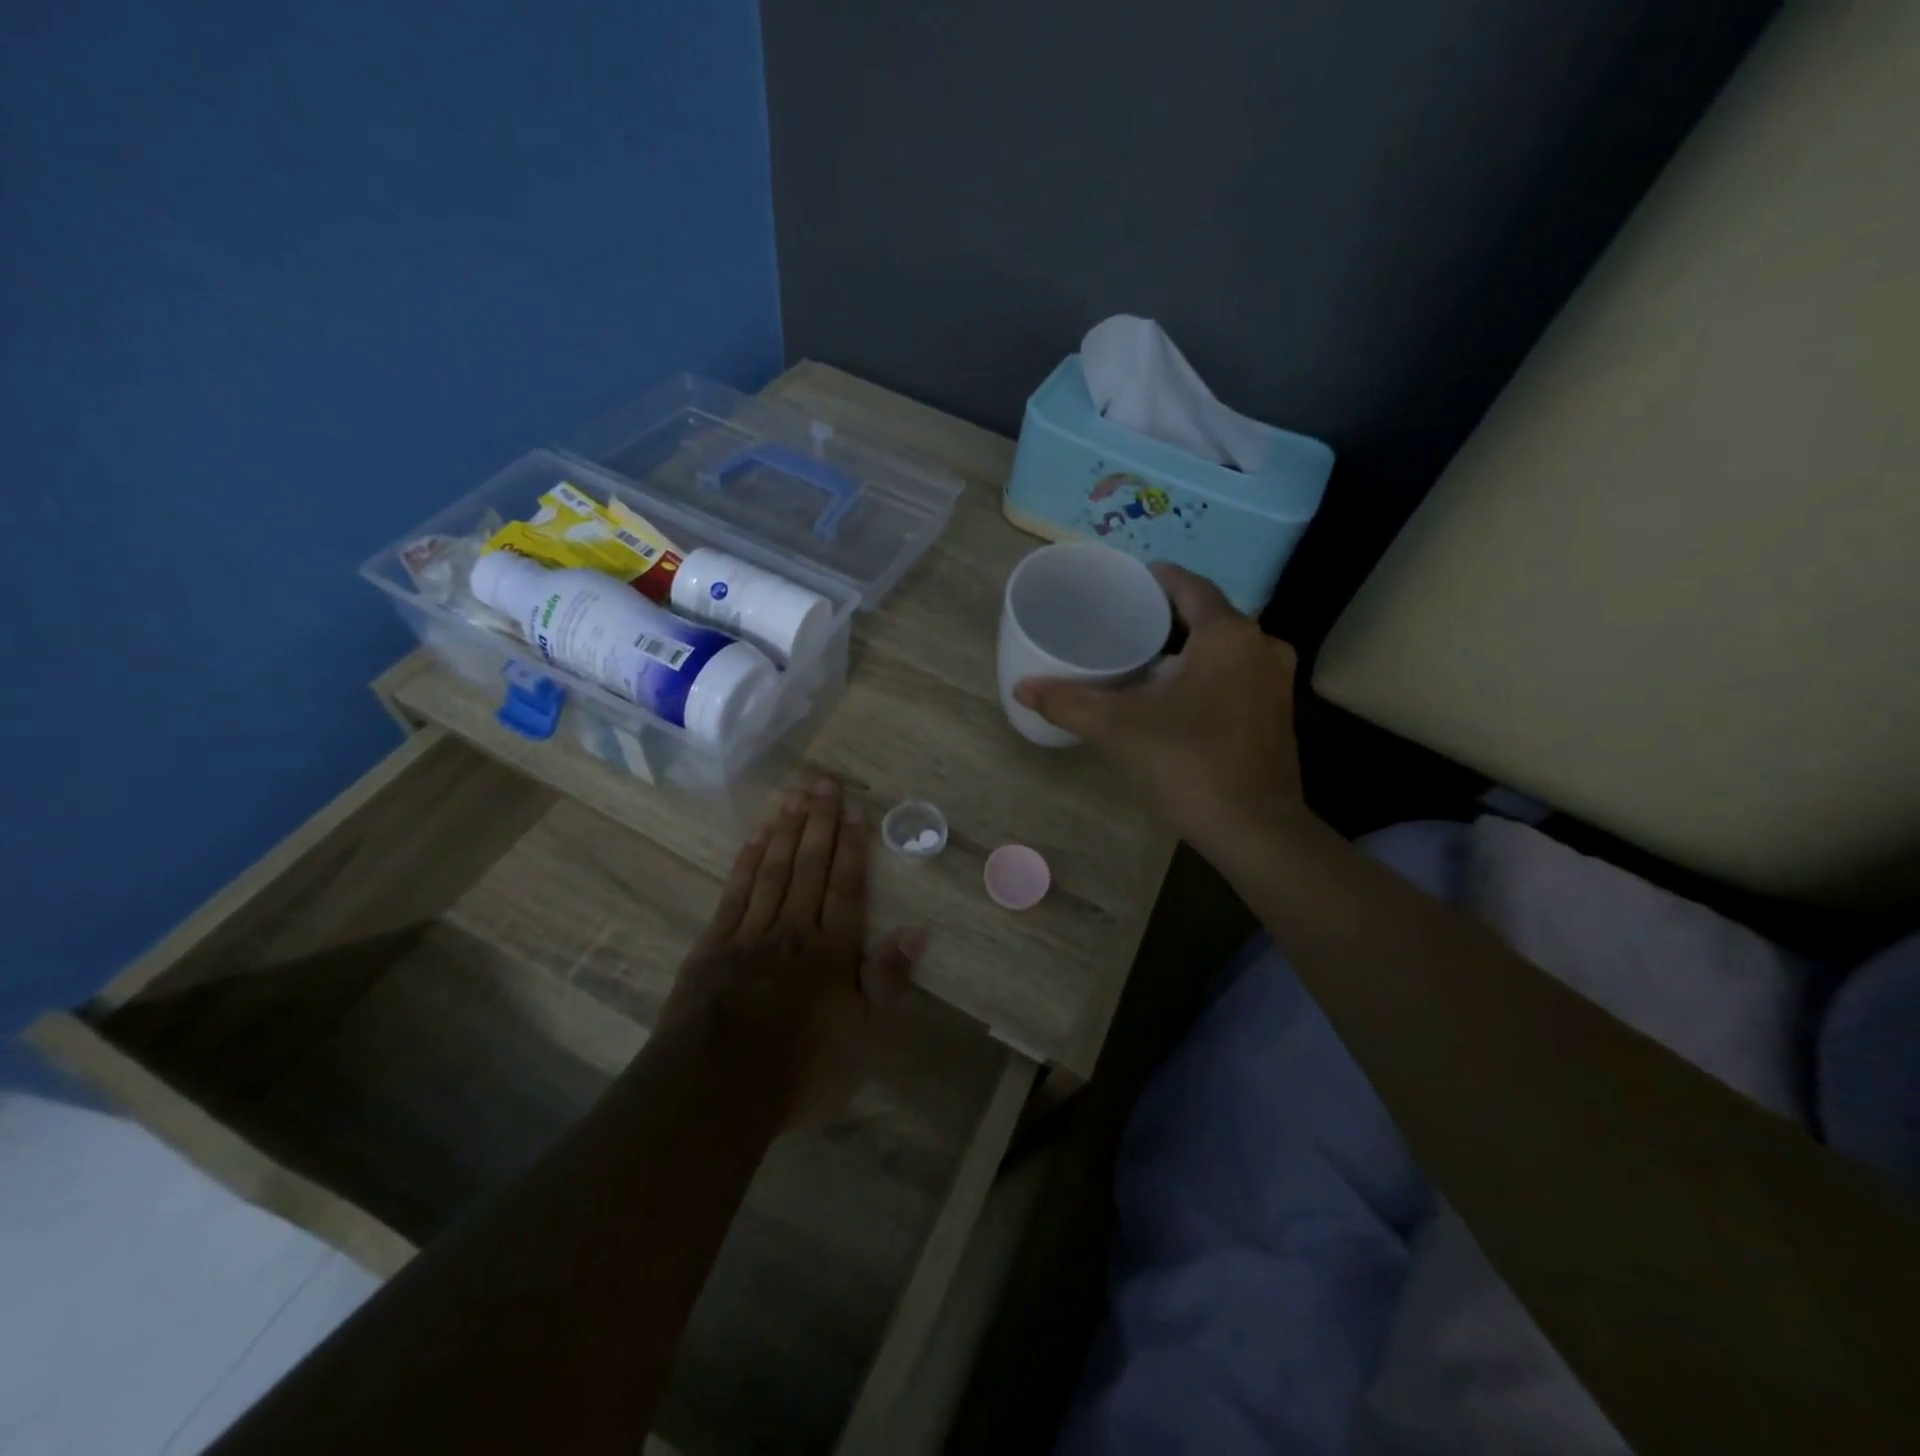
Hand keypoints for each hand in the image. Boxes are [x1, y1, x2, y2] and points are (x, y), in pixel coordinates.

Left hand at [658, 778, 924, 1127]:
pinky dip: (745, 862)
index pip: (847, 888)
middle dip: (819, 823)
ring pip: (772, 870)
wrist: (714, 1090)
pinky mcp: (713, 945)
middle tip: (823, 782)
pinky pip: (734, 893)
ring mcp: (750, 934)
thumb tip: (916, 931)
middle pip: (809, 867)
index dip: (853, 848)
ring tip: (794, 795)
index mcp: (832, 951)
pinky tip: (754, 838)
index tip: (854, 810)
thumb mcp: (860, 1038)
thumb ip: (888, 981)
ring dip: (785, 831)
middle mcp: (794, 930)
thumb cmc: (798, 1069)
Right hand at [1013, 563, 1310, 857]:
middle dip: (1166, 617)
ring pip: (1223, 647)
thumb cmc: (1188, 764)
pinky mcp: (1277, 711)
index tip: (1124, 585)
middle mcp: (1260, 645)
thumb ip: (1068, 703)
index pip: (1189, 586)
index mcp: (1228, 634)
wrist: (1254, 830)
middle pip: (1207, 615)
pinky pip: (1236, 672)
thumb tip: (1021, 688)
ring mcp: (1275, 680)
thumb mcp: (1119, 729)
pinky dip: (1205, 672)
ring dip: (1187, 648)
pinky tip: (1174, 695)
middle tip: (1122, 624)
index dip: (1155, 579)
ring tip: (1141, 659)